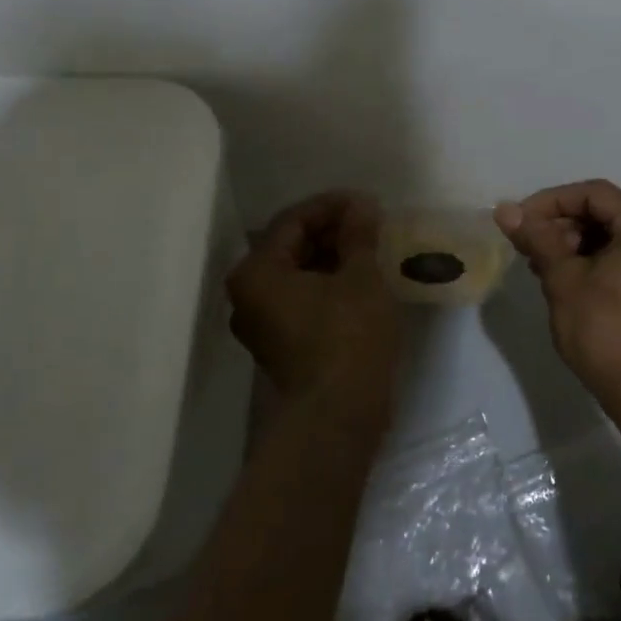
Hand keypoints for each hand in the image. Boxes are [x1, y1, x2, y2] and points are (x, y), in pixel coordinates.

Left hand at [227, 191, 401, 420]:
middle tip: (371, 223)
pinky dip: (328, 283)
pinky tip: (361, 279)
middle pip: (291, 246)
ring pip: (298, 273)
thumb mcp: (360, 278)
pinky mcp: (282, 343)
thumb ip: (358, 236)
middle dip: (332, 231)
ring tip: (371, 248)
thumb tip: (362, 206)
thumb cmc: (348, 338)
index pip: (293, 221)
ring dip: (332, 256)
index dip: (333, 206)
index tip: (368, 203)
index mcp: (257, 272)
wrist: (338, 416)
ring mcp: (263, 322)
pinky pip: (302, 298)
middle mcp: (248, 294)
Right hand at [494, 179, 620, 413]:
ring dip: (571, 244)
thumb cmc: (604, 330)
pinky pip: (620, 256)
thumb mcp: (564, 279)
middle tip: (527, 247)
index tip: (519, 221)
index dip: (550, 202)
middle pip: (602, 212)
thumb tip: (504, 209)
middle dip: (560, 225)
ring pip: (609, 235)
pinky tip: (561, 278)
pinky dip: (590, 260)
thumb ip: (537, 238)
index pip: (593, 194)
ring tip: (539, 266)